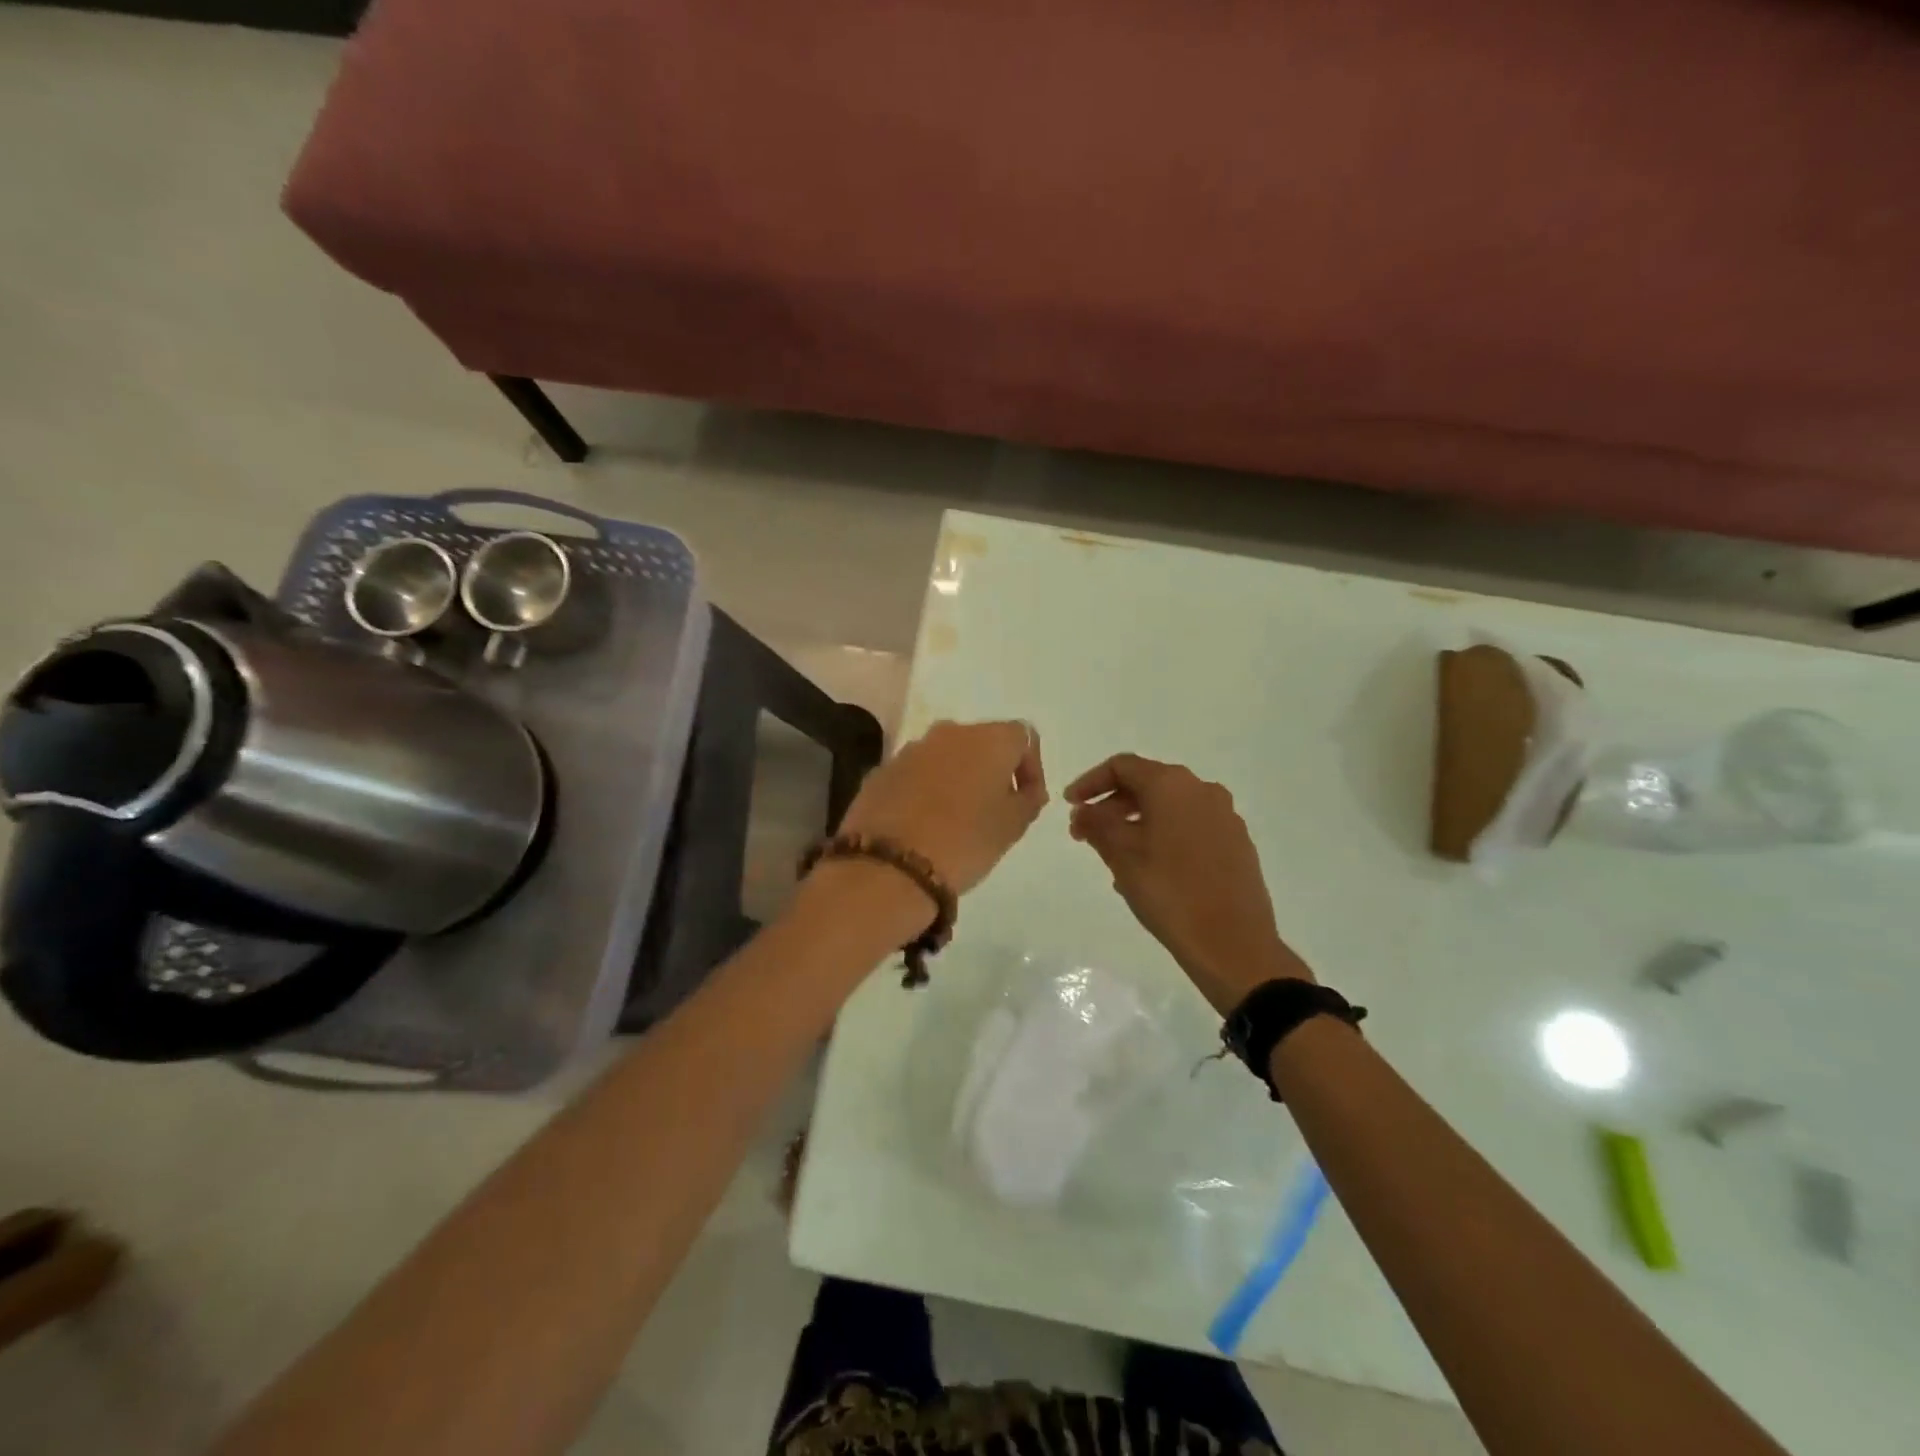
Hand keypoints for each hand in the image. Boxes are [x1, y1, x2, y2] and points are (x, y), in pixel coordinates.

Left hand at [836, 719, 1048, 897]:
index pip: (1022, 737)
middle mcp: (949, 733)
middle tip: (993, 809)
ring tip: (956, 818)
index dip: (1031, 767)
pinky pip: (915, 773)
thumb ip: (1028, 800)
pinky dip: (925, 790)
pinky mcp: (882, 770)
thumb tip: (1028, 790)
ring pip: (945, 756)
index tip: (1027, 799)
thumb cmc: (965, 842)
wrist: (891, 865)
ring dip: (956, 778)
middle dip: (991, 771)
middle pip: (981, 742)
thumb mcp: (1012, 827)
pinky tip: (923, 823)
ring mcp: (910, 749)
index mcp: (989, 739)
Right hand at [1065, 754, 1311, 1012]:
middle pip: (1147, 785)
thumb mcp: (1121, 856)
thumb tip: (1083, 811)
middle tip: (1085, 835)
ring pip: (1169, 808)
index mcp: (1172, 785)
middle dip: (1111, 806)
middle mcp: (1202, 790)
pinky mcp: (1236, 843)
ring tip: (1113, 857)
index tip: (1070, 806)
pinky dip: (1163, 837)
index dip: (1090, 782)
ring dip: (1135, 823)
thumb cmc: (1169, 892)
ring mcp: (1224, 817)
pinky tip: (1148, 870)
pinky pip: (1189, 828)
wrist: (1233, 944)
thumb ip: (1096, 825)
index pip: (1122, 767)